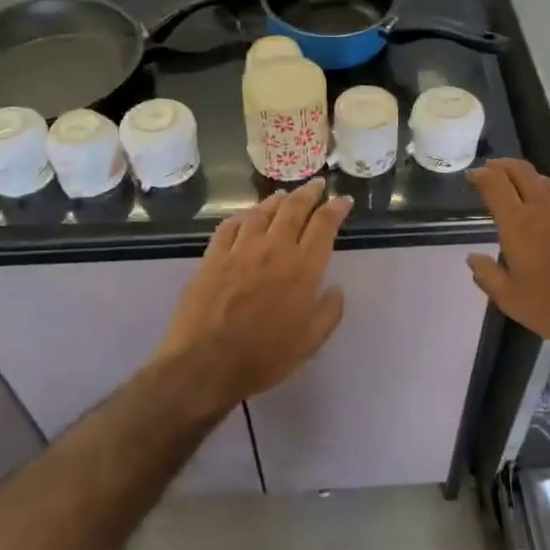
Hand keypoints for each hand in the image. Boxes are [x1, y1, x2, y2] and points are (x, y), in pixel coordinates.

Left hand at [154, 179, 352, 407]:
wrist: (205, 364)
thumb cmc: (264, 357)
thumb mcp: (310, 342)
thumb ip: (328, 312)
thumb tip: (335, 289)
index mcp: (302, 268)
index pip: (324, 225)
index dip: (336, 208)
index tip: (343, 200)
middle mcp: (273, 249)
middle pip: (293, 209)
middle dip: (308, 193)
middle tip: (317, 185)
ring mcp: (239, 250)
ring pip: (261, 212)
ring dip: (276, 200)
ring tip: (284, 195)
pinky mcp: (212, 257)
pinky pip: (228, 227)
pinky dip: (240, 217)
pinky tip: (243, 217)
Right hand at [466, 159, 549, 360]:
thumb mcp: (510, 299)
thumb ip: (487, 275)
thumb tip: (473, 258)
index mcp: (518, 222)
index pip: (495, 184)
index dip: (481, 175)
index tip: (473, 176)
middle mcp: (544, 207)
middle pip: (521, 171)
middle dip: (503, 166)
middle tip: (492, 170)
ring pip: (547, 181)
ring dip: (529, 178)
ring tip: (522, 187)